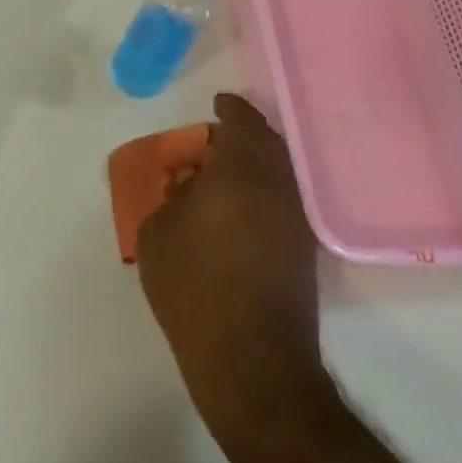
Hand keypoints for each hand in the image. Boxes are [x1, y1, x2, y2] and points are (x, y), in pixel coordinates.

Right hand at [136, 94, 321, 416]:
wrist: (252, 358)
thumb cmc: (194, 285)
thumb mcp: (157, 233)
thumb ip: (171, 197)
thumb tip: (191, 187)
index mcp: (242, 169)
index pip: (242, 120)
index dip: (229, 108)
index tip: (217, 104)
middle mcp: (278, 184)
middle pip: (266, 143)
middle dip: (241, 136)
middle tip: (212, 145)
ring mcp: (296, 219)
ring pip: (277, 173)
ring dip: (252, 167)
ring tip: (219, 181)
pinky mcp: (304, 250)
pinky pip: (281, 202)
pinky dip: (261, 194)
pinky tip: (235, 215)